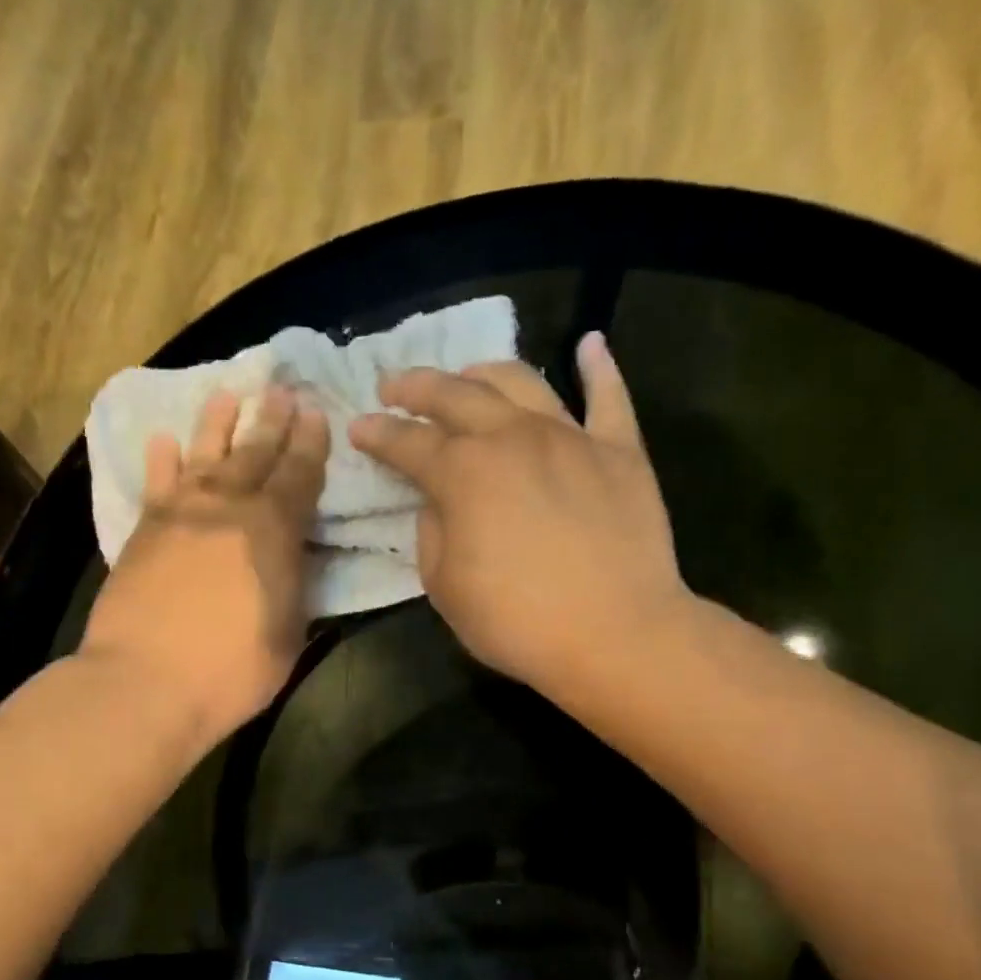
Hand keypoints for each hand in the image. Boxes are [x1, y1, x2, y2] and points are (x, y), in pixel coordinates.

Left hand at [80, 385, 329, 744]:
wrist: (145, 682)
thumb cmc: (231, 670)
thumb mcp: (288, 633)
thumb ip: (295, 587)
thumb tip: (295, 557)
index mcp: (274, 530)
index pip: (300, 475)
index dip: (311, 443)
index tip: (316, 413)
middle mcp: (228, 507)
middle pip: (254, 452)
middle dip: (271, 419)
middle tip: (280, 390)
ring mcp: (180, 514)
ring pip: (204, 453)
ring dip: (218, 422)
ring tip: (227, 395)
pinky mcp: (143, 530)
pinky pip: (156, 483)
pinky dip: (161, 459)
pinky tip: (163, 440)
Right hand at [350, 332, 688, 703]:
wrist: (615, 635)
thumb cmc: (517, 621)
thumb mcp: (445, 588)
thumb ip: (433, 534)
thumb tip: (441, 503)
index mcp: (463, 473)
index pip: (408, 443)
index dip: (378, 434)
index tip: (359, 427)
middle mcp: (512, 437)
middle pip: (457, 395)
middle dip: (418, 387)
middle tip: (394, 385)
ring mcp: (571, 437)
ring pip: (522, 383)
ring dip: (485, 372)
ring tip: (467, 374)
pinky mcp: (621, 451)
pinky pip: (609, 398)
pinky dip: (600, 367)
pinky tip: (590, 344)